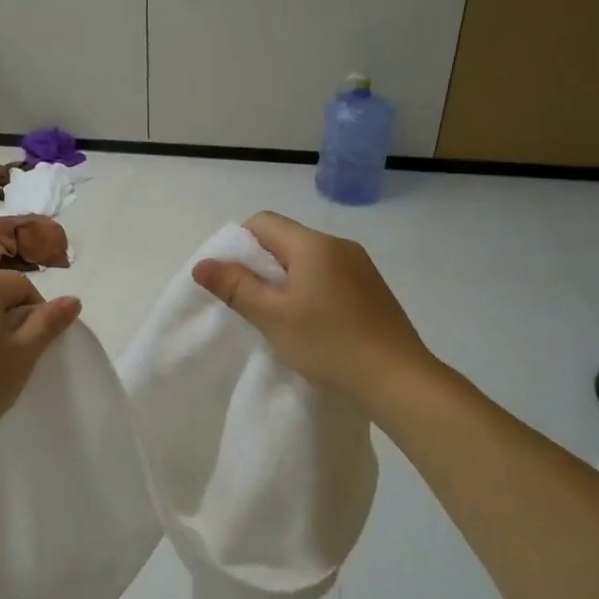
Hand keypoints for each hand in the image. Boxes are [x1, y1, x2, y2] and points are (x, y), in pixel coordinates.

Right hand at [192, 211, 432, 404]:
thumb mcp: (273, 316)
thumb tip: (202, 263)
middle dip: (261, 265)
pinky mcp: (372, 288)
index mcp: (313, 244)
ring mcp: (360, 266)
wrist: (396, 377)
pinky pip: (330, 276)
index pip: (263, 222)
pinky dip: (311, 290)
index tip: (233, 281)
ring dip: (286, 280)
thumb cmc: (328, 343)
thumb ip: (236, 287)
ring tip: (280, 318)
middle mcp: (339, 245)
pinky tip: (312, 324)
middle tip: (251, 303)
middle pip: (286, 239)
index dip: (239, 245)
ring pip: (308, 260)